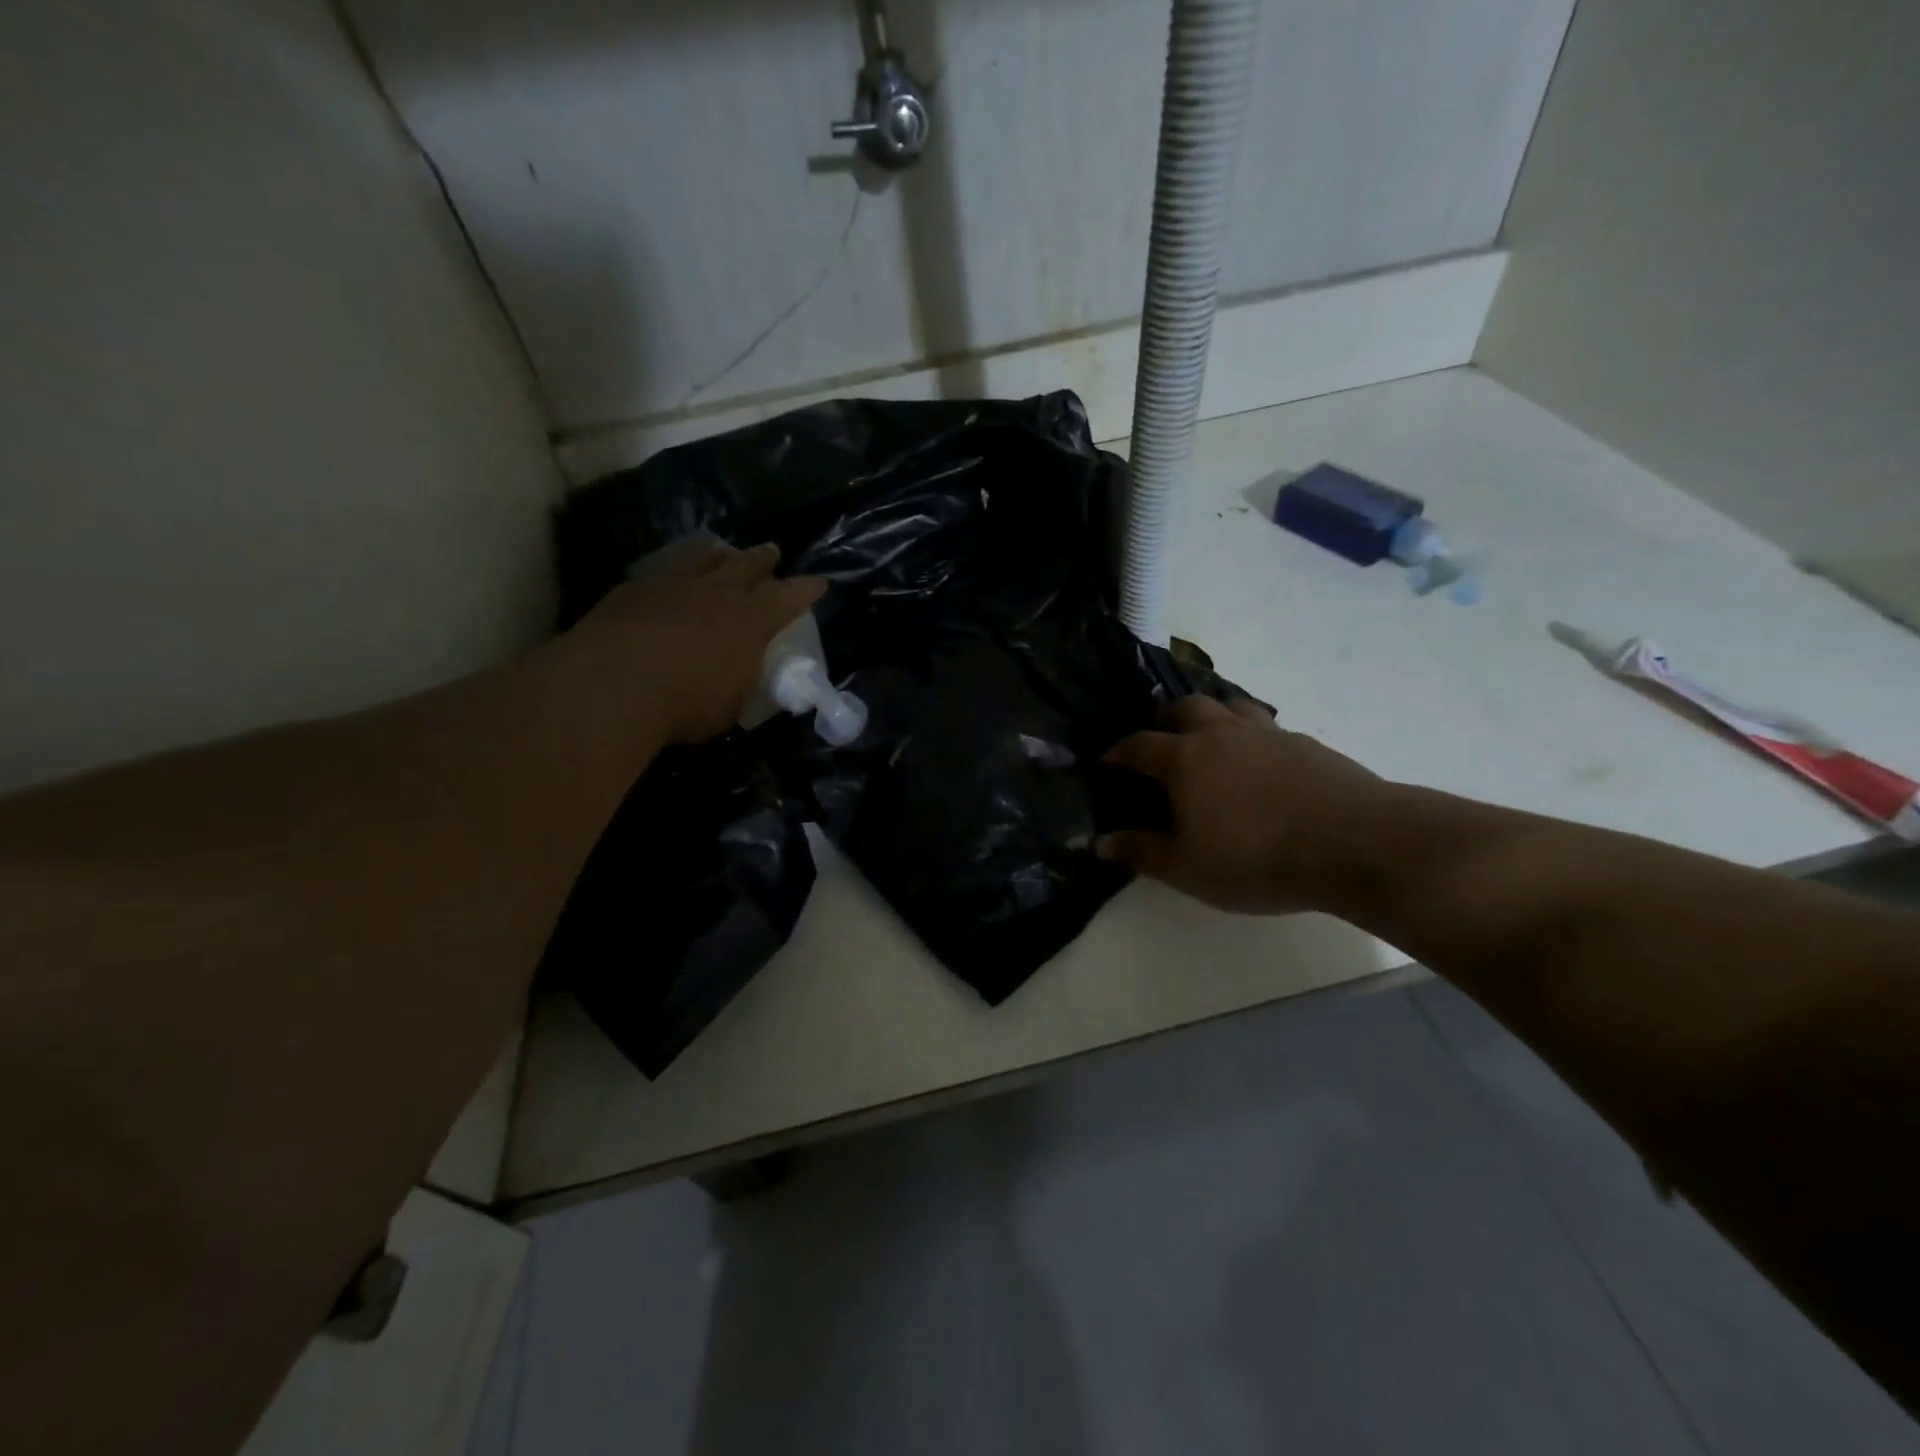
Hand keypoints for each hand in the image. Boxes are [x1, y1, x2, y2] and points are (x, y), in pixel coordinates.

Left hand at [563, 539, 825, 745]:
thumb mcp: (730, 705)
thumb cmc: (684, 705)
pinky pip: (663, 569)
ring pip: (702, 557)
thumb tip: (742, 677)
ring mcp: (672, 585)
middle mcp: (716, 593)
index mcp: (750, 622)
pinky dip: (675, 569)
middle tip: (772, 552)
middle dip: (763, 559)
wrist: (612, 685)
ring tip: (722, 550)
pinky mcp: (633, 589)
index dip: (806, 589)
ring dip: (718, 554)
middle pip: (747, 565)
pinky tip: (670, 575)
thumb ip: (741, 683)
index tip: (819, 583)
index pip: (788, 597)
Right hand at [1097, 695, 1384, 913]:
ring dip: (1213, 715)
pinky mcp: (1306, 742)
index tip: (1107, 760)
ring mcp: (1267, 733)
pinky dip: (1252, 735)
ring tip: (1212, 739)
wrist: (1353, 843)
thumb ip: (1141, 851)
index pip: (1139, 745)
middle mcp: (1221, 733)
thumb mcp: (1187, 868)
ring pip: (1230, 706)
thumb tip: (1100, 841)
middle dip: (1165, 719)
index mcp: (1185, 759)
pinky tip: (1261, 761)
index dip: (1118, 752)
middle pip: (1185, 708)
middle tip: (1162, 738)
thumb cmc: (1256, 857)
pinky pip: (1267, 726)